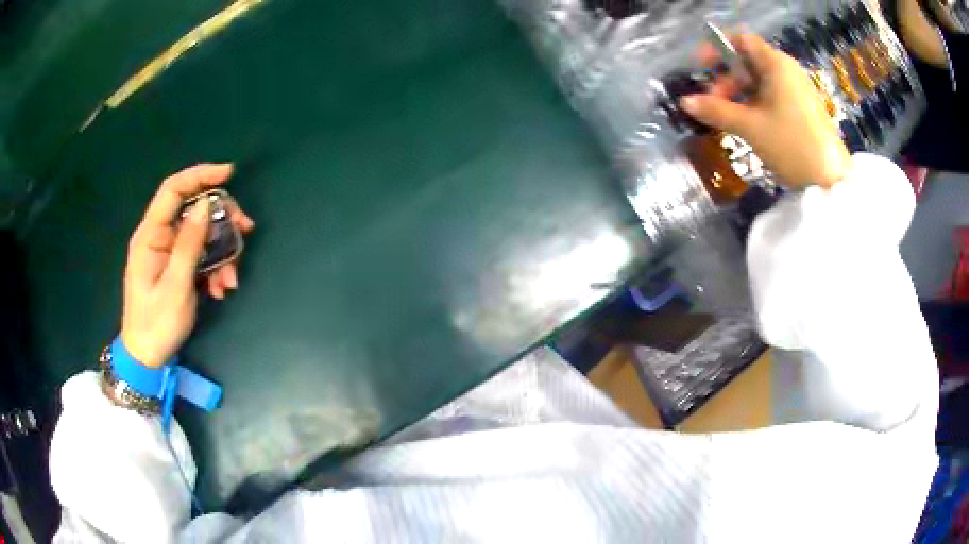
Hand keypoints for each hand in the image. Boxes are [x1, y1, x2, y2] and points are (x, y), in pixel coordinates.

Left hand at [121, 164, 254, 367]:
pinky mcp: (176, 266)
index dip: (200, 175)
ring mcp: (168, 252)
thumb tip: (205, 205)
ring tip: (230, 280)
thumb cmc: (157, 324)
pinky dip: (215, 267)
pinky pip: (201, 255)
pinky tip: (222, 288)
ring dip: (222, 251)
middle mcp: (159, 237)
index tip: (229, 173)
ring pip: (202, 234)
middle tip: (246, 229)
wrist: (147, 357)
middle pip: (193, 209)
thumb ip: (189, 244)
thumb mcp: (176, 286)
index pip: (173, 190)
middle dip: (221, 218)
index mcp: (150, 235)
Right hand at [680, 34, 851, 188]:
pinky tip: (749, 124)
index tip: (702, 67)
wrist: (831, 181)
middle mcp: (788, 70)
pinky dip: (756, 104)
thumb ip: (716, 110)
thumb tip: (685, 101)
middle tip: (714, 103)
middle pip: (749, 61)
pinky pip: (773, 96)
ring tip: (729, 118)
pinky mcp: (803, 109)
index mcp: (776, 64)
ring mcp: (797, 90)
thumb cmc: (791, 146)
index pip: (741, 40)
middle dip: (727, 78)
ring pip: (761, 81)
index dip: (718, 49)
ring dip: (740, 94)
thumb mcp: (750, 127)